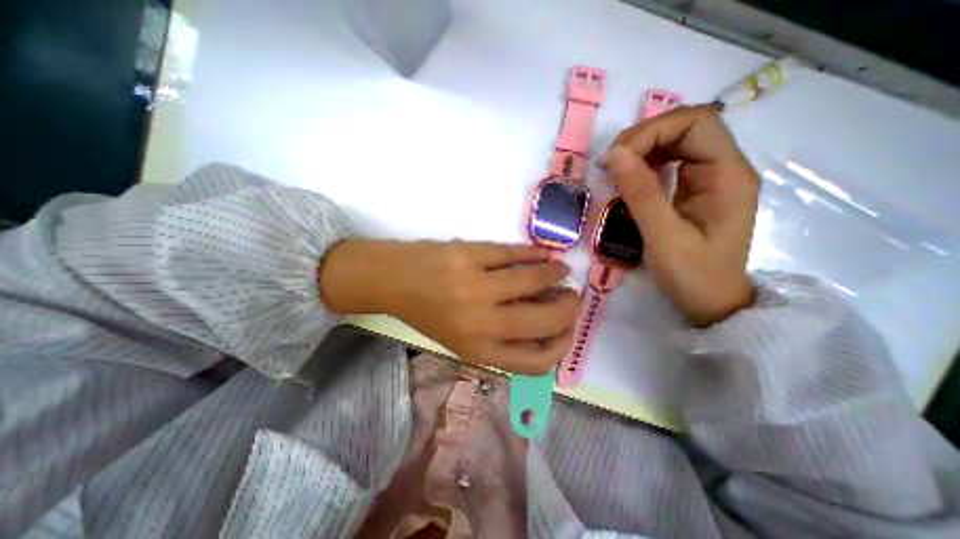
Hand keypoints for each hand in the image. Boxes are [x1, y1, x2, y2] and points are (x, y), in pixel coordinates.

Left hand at [320, 239, 575, 375]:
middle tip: (571, 296)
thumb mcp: (465, 340)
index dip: (562, 345)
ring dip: (556, 275)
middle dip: (568, 308)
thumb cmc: (430, 314)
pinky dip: (535, 254)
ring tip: (560, 271)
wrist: (395, 281)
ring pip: (534, 279)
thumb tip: (547, 328)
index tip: (568, 329)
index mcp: (478, 350)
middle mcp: (480, 322)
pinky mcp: (469, 254)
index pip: (537, 361)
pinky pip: (513, 253)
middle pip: (544, 320)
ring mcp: (475, 285)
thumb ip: (503, 342)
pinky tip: (542, 255)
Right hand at [607, 103, 757, 323]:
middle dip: (644, 138)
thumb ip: (641, 193)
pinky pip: (671, 163)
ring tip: (615, 170)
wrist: (712, 303)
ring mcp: (710, 179)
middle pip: (686, 127)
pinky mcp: (696, 191)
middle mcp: (724, 168)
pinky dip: (646, 164)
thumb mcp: (663, 236)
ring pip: (677, 142)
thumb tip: (616, 154)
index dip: (653, 131)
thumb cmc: (693, 275)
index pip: (697, 122)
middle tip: (611, 163)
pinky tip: (629, 179)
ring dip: (643, 149)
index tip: (618, 158)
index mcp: (727, 175)